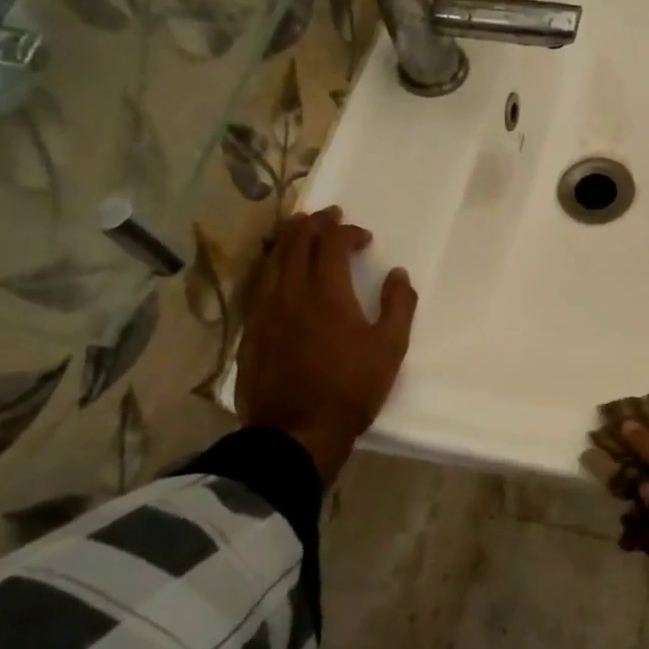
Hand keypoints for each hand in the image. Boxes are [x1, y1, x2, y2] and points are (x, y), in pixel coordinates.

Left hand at [235, 207, 416, 483]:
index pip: (332, 245)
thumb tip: (398, 274)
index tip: (363, 236)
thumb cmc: (351, 389)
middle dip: (313, 224)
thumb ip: (398, 306)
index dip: (347, 232)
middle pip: (296, 244)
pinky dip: (272, 266)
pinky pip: (259, 285)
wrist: (296, 432)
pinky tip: (278, 272)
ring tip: (300, 230)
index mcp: (327, 294)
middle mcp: (291, 293)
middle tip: (328, 215)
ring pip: (272, 261)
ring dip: (288, 240)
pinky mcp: (251, 332)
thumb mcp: (390, 349)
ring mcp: (265, 311)